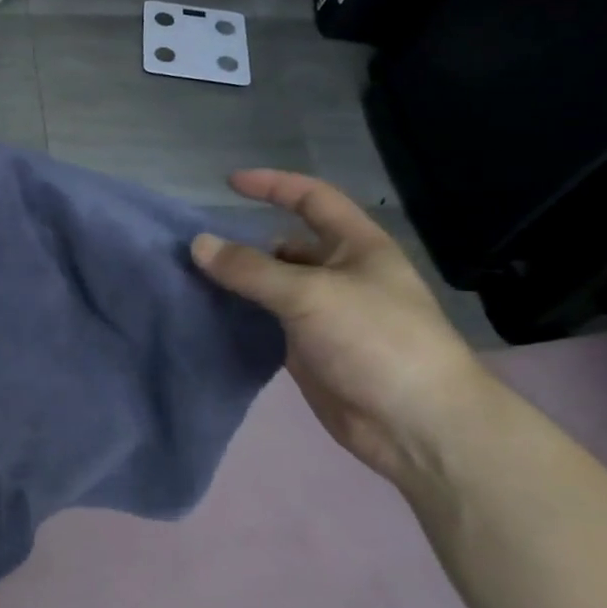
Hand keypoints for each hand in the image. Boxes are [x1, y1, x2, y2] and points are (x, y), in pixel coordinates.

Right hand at [191, 170, 494, 485]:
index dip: (273, 185)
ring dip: (238, 283)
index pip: (312, 199)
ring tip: (191, 282)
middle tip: (196, 250)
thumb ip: (251, 269)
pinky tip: (209, 317)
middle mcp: (340, 275)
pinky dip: (241, 317)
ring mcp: (323, 315)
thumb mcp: (310, 294)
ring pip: (272, 287)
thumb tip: (198, 244)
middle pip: (285, 246)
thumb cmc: (375, 340)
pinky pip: (267, 323)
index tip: (229, 183)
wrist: (415, 424)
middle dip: (245, 244)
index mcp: (356, 247)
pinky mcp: (308, 351)